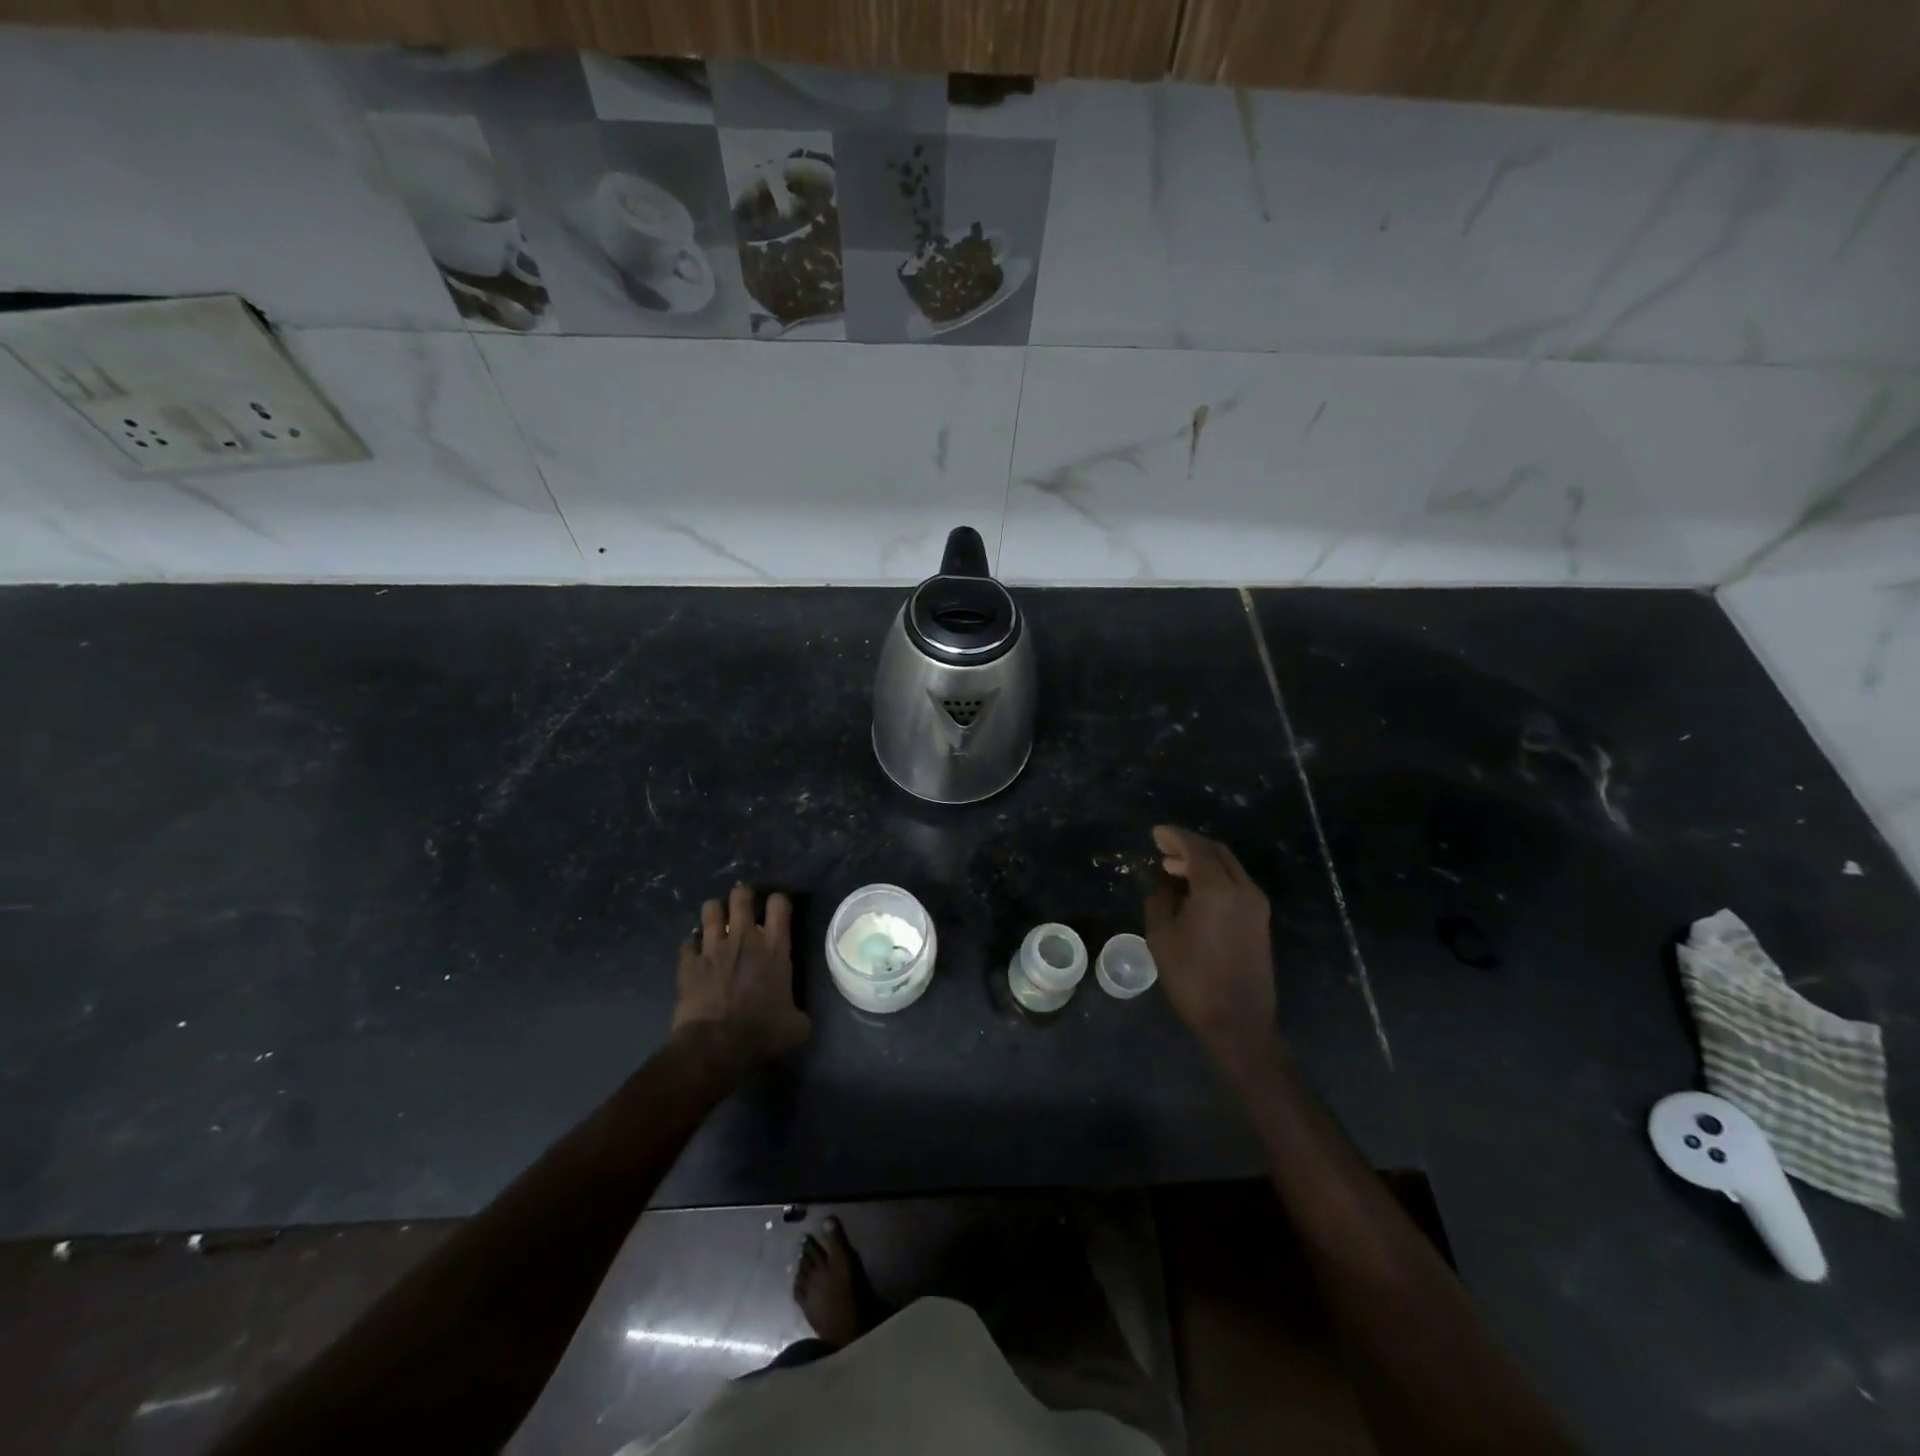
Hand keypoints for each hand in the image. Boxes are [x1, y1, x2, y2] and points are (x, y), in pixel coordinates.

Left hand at [672, 884, 810, 1071]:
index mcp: (774, 948)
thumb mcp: (797, 1026)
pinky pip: (688, 940)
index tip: (777, 910)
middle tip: (744, 908)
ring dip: (715, 913)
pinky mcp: (688, 962)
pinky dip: (693, 943)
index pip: (779, 904)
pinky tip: (696, 952)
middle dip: (743, 897)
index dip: (778, 901)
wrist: (715, 1047)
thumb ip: (799, 1011)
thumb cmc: (761, 1034)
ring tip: (717, 922)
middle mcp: (744, 938)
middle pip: (741, 896)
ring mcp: (712, 947)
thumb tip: (798, 1014)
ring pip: (710, 909)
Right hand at [1143, 826, 1277, 1074]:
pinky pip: (1236, 884)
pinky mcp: (1260, 921)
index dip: (1174, 837)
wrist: (1238, 1021)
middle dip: (1189, 845)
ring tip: (1172, 869)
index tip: (1155, 834)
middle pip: (1217, 852)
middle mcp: (1243, 889)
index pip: (1196, 848)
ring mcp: (1256, 905)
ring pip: (1229, 867)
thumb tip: (1161, 882)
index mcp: (1217, 889)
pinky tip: (1194, 890)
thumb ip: (1160, 900)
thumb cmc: (1193, 978)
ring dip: (1202, 861)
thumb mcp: (1162, 937)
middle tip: (1162, 850)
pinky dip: (1214, 877)